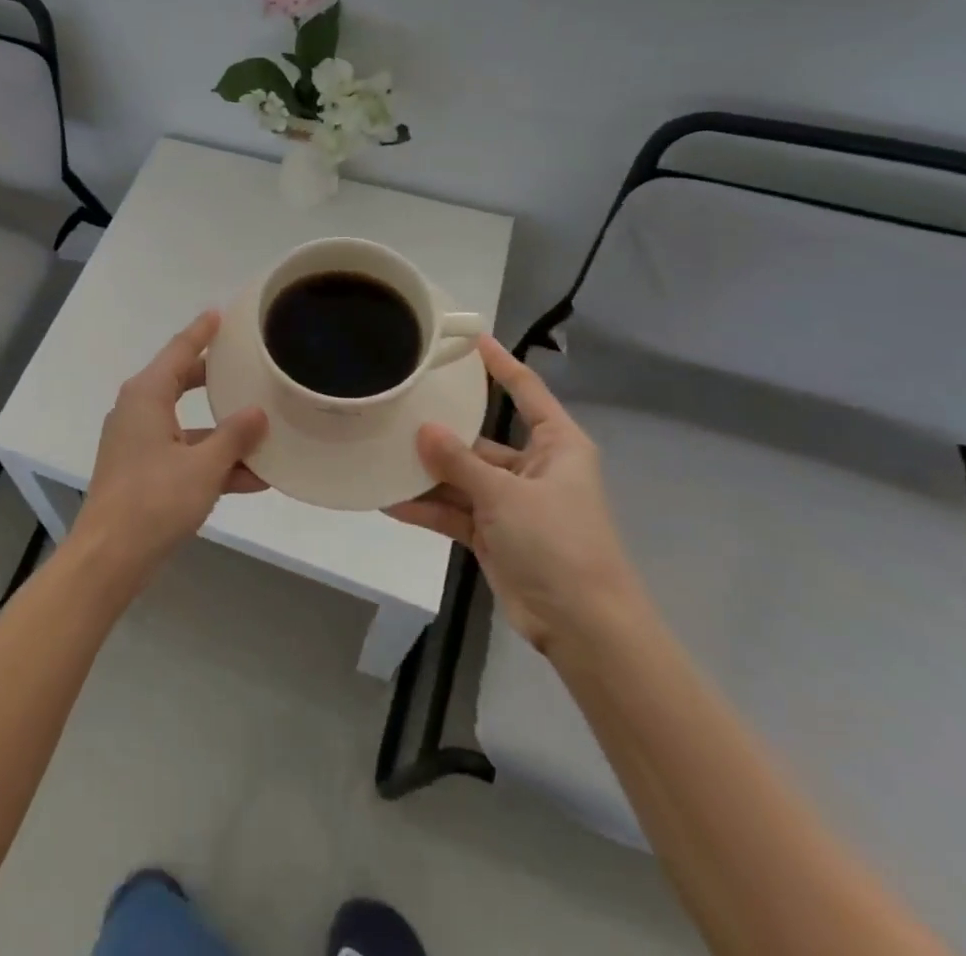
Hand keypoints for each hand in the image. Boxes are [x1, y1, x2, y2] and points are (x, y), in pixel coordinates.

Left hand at [73, 311, 269, 588]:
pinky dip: (212, 461)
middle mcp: (139, 411)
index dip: (202, 332)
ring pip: (188, 424)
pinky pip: (184, 455)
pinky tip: (255, 477)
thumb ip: (234, 437)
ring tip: (265, 428)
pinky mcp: (143, 472)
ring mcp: (139, 443)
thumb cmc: (153, 501)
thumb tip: (258, 412)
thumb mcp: (203, 467)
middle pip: (182, 383)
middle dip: (216, 378)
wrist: (109, 558)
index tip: (221, 313)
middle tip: (247, 364)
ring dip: (223, 431)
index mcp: (146, 396)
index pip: (179, 351)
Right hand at [389, 336, 642, 653]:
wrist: (584, 627)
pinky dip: (427, 508)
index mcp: (556, 446)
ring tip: (381, 454)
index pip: (526, 391)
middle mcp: (533, 468)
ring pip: (462, 477)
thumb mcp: (506, 495)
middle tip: (400, 405)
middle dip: (442, 429)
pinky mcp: (494, 534)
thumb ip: (460, 462)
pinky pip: (455, 512)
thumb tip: (422, 429)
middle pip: (481, 438)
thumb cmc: (559, 544)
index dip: (500, 364)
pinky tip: (389, 501)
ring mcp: (511, 503)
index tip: (470, 339)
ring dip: (428, 473)